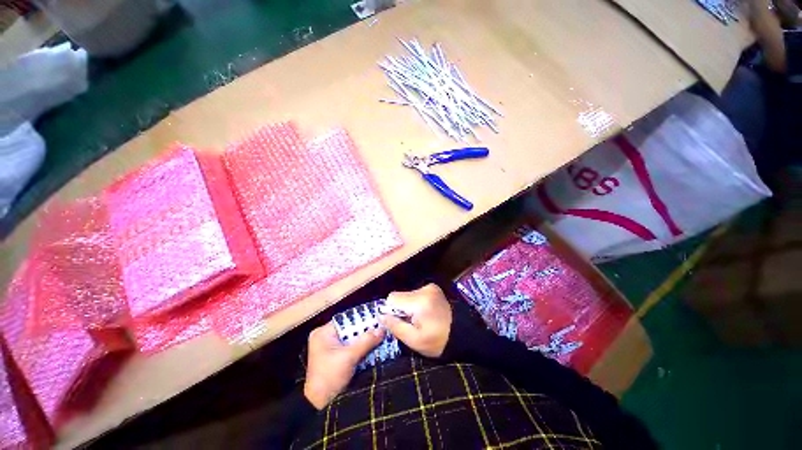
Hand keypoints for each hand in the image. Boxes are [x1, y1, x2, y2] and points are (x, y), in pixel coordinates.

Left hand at [303, 322, 384, 409]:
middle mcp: (325, 337)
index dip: (362, 318)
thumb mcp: (349, 357)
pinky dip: (361, 346)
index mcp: (323, 333)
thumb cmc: (330, 377)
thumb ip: (366, 341)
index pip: (346, 319)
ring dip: (364, 338)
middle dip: (365, 329)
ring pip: (351, 337)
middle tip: (381, 326)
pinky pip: (351, 346)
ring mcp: (330, 347)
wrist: (319, 405)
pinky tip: (373, 345)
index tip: (377, 317)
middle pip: (349, 328)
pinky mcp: (335, 356)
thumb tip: (382, 329)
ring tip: (380, 334)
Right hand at [380, 284, 452, 357]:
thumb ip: (395, 326)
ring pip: (406, 295)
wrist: (462, 334)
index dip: (391, 311)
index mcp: (419, 301)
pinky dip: (415, 303)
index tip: (399, 322)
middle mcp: (424, 289)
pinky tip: (424, 312)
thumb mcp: (414, 340)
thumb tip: (380, 315)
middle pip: (399, 295)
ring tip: (420, 319)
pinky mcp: (433, 288)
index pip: (392, 298)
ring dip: (407, 306)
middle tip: (411, 323)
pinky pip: (415, 294)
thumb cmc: (437, 341)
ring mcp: (430, 287)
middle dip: (400, 309)